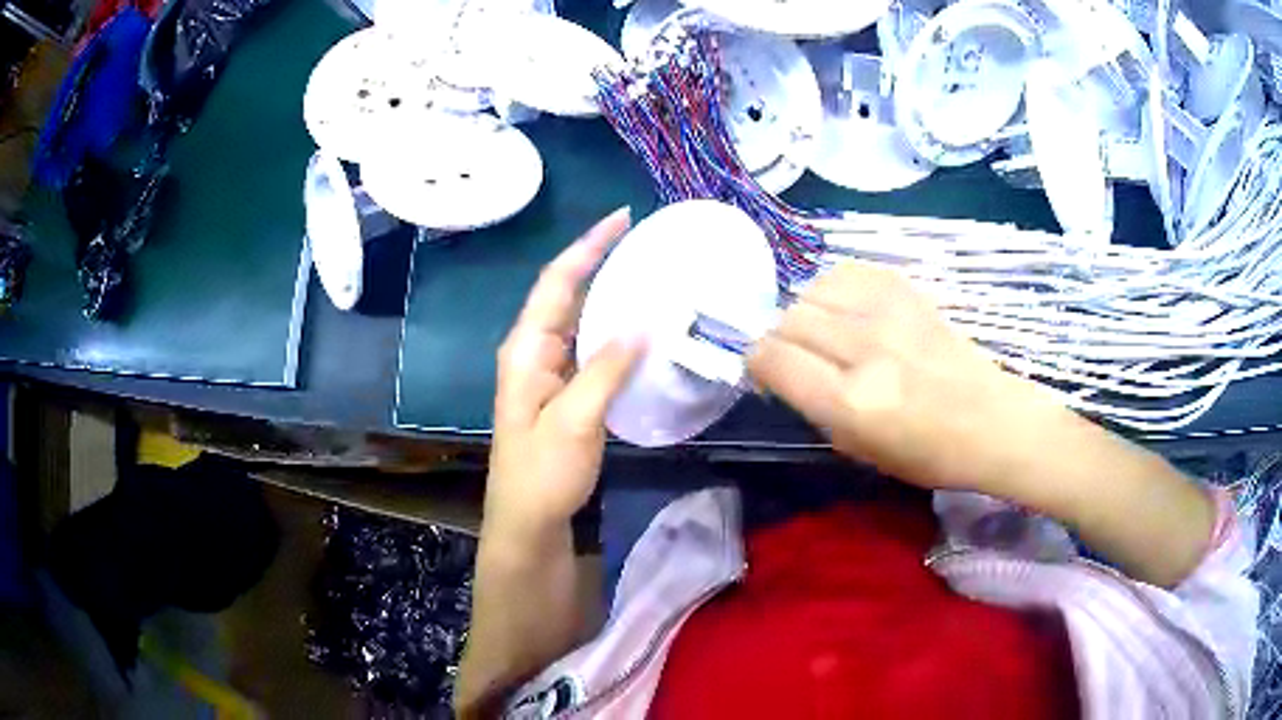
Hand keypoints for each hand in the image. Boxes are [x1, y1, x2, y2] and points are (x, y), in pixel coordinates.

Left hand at [486, 208, 644, 539]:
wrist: (528, 522)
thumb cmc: (542, 474)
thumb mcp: (574, 421)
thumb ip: (606, 369)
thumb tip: (643, 322)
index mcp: (527, 350)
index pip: (557, 282)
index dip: (588, 246)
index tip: (623, 217)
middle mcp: (535, 351)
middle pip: (568, 294)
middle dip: (602, 262)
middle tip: (647, 243)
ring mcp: (549, 372)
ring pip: (581, 320)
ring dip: (611, 296)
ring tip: (651, 275)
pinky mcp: (565, 392)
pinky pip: (591, 349)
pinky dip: (616, 333)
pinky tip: (643, 329)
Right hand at [748, 262, 1069, 495]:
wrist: (990, 420)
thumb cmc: (927, 454)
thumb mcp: (858, 451)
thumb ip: (814, 408)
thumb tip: (782, 372)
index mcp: (851, 403)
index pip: (774, 359)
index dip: (757, 363)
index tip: (766, 373)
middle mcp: (865, 349)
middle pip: (789, 320)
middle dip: (780, 340)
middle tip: (797, 358)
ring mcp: (888, 312)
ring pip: (812, 290)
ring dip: (806, 312)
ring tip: (824, 332)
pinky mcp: (905, 290)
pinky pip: (845, 271)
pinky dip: (833, 289)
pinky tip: (846, 310)